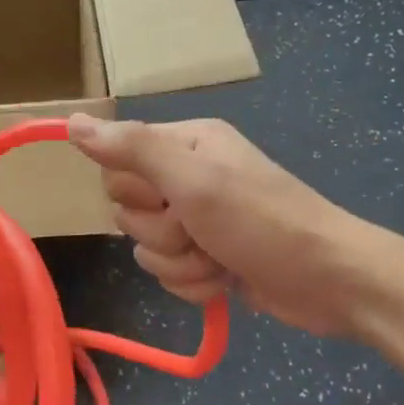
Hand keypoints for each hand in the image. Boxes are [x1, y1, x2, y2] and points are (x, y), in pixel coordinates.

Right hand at [68, 114, 403, 339]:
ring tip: (219, 260)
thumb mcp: (195, 181)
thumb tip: (72, 121)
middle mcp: (187, 177)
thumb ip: (133, 149)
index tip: (170, 199)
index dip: (136, 193)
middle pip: (129, 211)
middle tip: (200, 231)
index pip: (116, 167)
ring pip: (147, 248)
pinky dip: (194, 283)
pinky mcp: (207, 257)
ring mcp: (198, 220)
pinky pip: (169, 273)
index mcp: (185, 145)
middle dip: (162, 233)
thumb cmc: (263, 223)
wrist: (331, 282)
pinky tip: (225, 280)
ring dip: (180, 263)